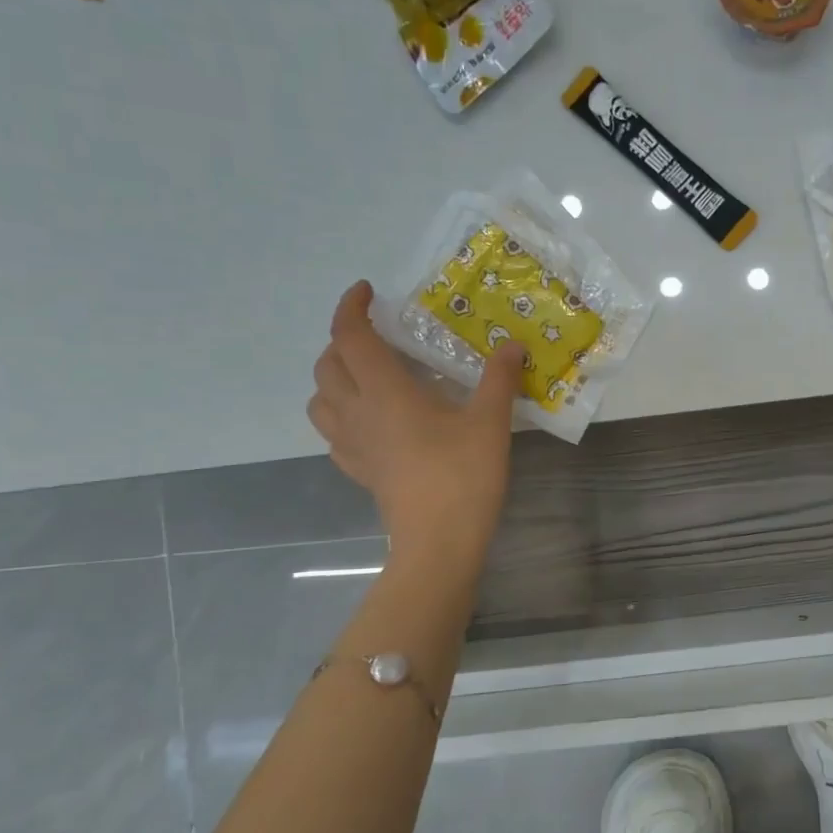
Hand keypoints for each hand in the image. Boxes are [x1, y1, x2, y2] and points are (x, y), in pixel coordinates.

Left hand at [307, 281, 525, 567]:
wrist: (439, 542)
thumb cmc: (463, 475)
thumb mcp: (490, 422)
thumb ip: (499, 379)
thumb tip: (512, 346)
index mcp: (385, 392)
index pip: (350, 337)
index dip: (350, 307)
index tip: (367, 291)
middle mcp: (357, 412)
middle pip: (327, 365)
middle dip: (343, 341)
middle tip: (376, 336)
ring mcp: (352, 446)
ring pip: (320, 401)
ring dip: (333, 378)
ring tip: (366, 376)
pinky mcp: (359, 472)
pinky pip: (333, 434)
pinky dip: (342, 416)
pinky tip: (371, 423)